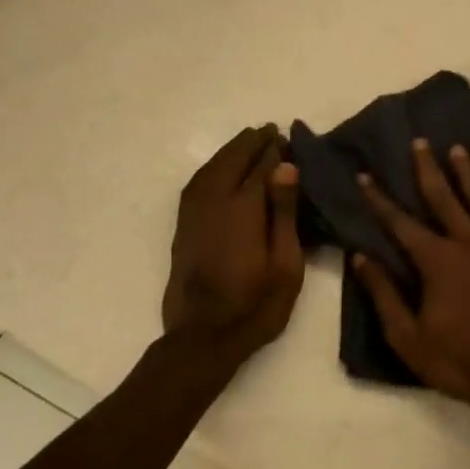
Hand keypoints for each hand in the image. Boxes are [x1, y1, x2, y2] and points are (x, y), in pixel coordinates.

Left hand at [162, 125, 306, 367]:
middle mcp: (214, 201)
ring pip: (211, 167)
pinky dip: (212, 166)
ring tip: (249, 140)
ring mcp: (194, 212)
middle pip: (233, 159)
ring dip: (230, 150)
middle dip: (251, 142)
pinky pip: (198, 182)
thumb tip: (285, 166)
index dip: (274, 150)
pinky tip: (221, 167)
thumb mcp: (285, 264)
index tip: (286, 137)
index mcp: (243, 208)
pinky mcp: (183, 225)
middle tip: (270, 131)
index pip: (260, 166)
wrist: (203, 337)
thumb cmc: (256, 305)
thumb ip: (284, 212)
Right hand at [355, 139, 469, 412]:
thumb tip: (360, 257)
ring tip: (457, 149)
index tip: (366, 175)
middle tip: (420, 142)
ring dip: (467, 172)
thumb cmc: (460, 361)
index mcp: (437, 261)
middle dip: (427, 168)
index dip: (380, 199)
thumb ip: (384, 295)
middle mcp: (468, 243)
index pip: (401, 223)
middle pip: (443, 197)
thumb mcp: (409, 338)